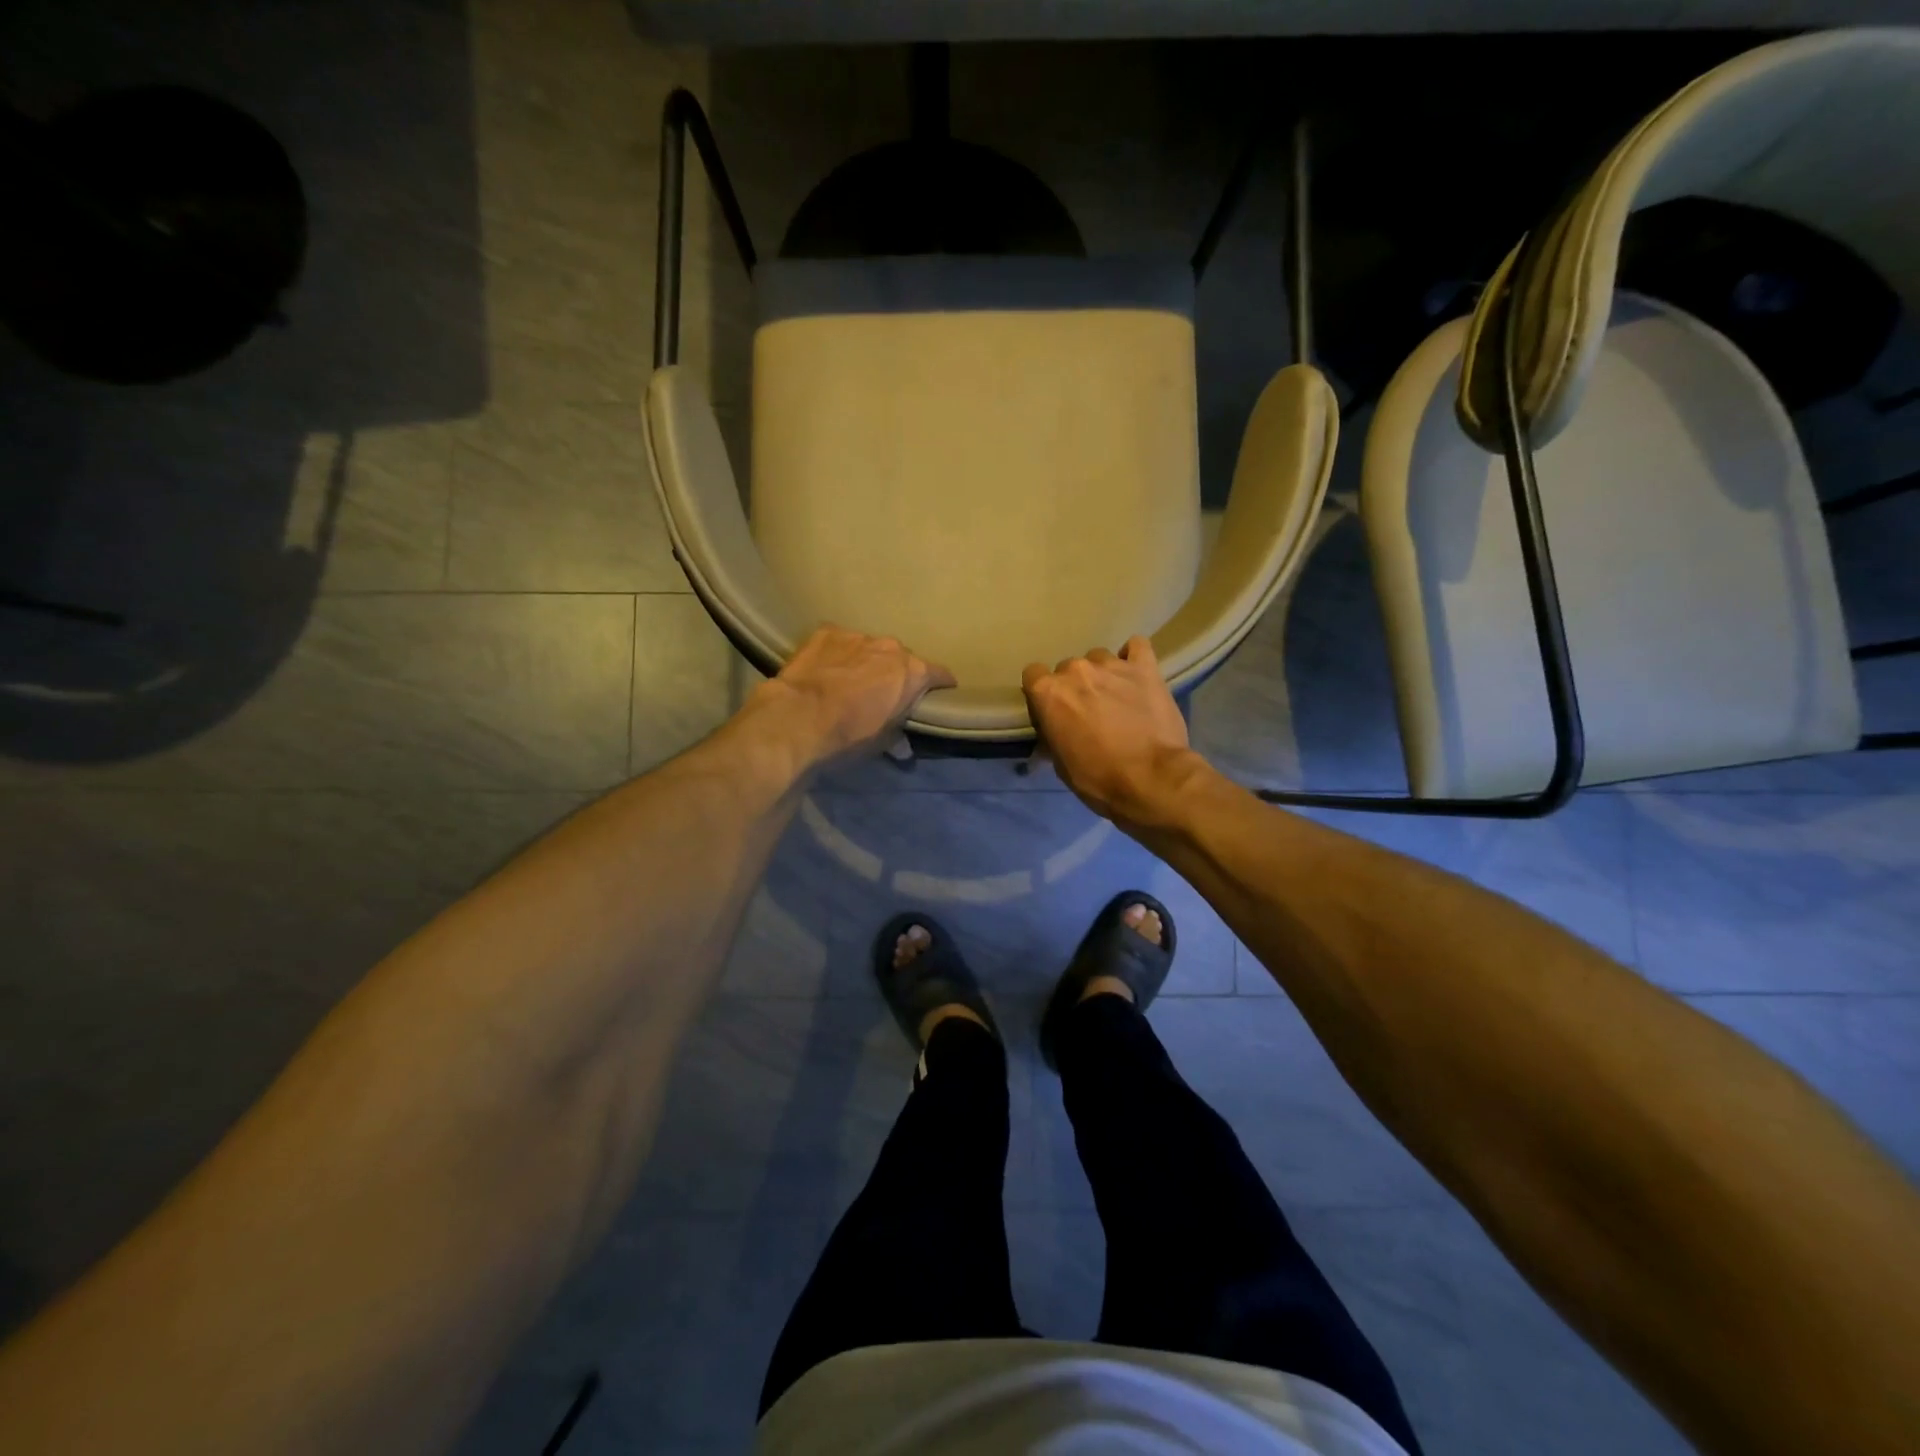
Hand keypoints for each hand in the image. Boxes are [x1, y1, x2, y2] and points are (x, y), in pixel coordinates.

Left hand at [756, 625, 955, 766]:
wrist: (799, 717)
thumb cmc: (850, 734)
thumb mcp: (880, 742)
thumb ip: (897, 737)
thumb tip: (903, 747)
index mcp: (912, 672)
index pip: (939, 675)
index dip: (940, 685)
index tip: (938, 693)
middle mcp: (890, 647)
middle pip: (902, 659)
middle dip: (896, 674)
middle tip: (884, 693)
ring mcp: (857, 636)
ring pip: (870, 648)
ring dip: (866, 662)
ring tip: (851, 681)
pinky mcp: (826, 633)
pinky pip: (840, 642)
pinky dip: (838, 654)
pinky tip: (826, 669)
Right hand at [1022, 636, 1204, 831]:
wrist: (1151, 778)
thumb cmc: (1098, 778)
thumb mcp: (1060, 764)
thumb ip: (1053, 735)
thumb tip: (1053, 733)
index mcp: (1049, 692)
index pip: (1033, 675)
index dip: (1043, 694)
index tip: (1053, 711)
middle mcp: (1076, 670)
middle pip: (1067, 668)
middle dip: (1075, 687)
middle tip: (1089, 711)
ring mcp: (1112, 665)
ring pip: (1099, 658)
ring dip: (1102, 675)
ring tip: (1116, 697)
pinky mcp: (1145, 667)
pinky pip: (1137, 646)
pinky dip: (1134, 656)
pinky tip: (1136, 672)